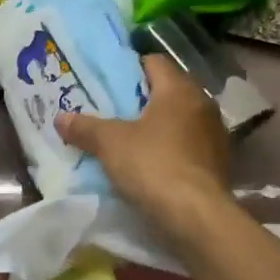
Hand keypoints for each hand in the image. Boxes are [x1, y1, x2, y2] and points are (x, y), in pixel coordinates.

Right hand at [56, 55, 232, 238]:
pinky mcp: (219, 164)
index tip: (107, 82)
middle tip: (112, 109)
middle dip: (141, 99)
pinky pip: (189, 145)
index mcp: (179, 89)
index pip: (154, 61)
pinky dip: (171, 148)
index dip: (129, 68)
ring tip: (129, 138)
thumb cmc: (153, 165)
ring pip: (180, 119)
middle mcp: (203, 105)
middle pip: (167, 91)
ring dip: (158, 125)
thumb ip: (85, 127)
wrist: (197, 217)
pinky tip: (152, 163)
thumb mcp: (109, 143)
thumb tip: (61, 118)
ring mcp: (215, 135)